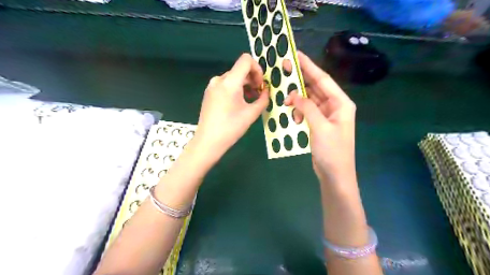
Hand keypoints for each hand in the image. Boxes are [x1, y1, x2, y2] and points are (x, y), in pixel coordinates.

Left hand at [194, 53, 267, 160]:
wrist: (208, 141)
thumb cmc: (231, 128)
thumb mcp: (251, 114)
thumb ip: (263, 99)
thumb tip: (266, 91)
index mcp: (229, 82)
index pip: (246, 60)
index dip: (257, 69)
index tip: (260, 84)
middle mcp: (219, 79)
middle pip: (240, 70)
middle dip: (252, 79)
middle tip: (259, 94)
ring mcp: (212, 86)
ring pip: (233, 77)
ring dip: (245, 85)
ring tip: (250, 100)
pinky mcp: (209, 93)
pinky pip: (225, 84)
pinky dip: (235, 89)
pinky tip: (239, 102)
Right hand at [284, 52, 356, 186]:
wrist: (334, 174)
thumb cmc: (332, 151)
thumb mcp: (320, 127)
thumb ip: (308, 107)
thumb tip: (295, 94)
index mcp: (341, 103)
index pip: (323, 79)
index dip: (309, 66)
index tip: (296, 55)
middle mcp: (335, 106)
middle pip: (316, 87)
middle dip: (300, 79)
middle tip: (284, 69)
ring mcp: (326, 115)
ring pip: (310, 99)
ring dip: (298, 98)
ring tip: (285, 99)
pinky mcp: (319, 124)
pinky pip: (307, 111)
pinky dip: (299, 110)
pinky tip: (292, 115)